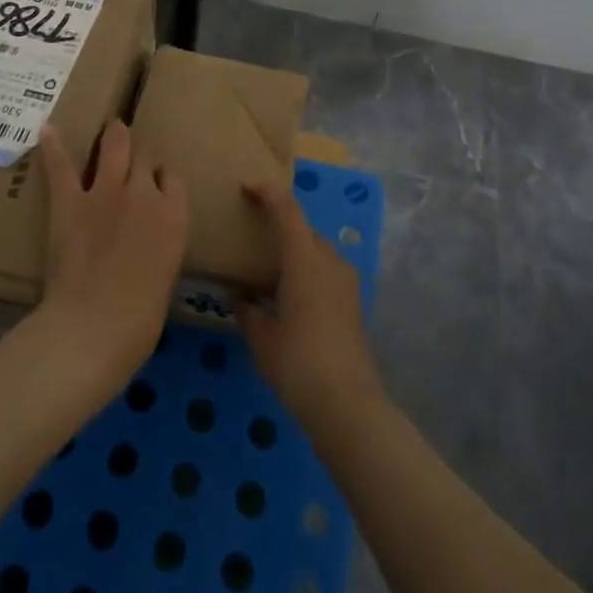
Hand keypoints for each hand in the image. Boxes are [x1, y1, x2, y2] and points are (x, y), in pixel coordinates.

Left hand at [37, 120, 186, 382]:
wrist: (97, 325)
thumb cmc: (141, 319)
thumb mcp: (165, 276)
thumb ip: (159, 247)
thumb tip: (148, 245)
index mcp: (174, 216)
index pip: (173, 178)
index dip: (162, 179)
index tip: (156, 185)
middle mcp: (144, 193)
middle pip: (144, 158)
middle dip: (139, 157)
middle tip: (131, 157)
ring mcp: (106, 192)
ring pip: (115, 147)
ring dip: (113, 137)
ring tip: (111, 128)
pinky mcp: (70, 201)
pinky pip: (62, 166)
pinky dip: (53, 147)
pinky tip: (47, 130)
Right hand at [237, 180, 385, 429]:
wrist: (348, 405)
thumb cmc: (297, 363)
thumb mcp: (261, 337)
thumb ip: (247, 310)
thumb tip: (239, 297)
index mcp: (305, 258)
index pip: (287, 210)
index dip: (268, 192)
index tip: (247, 187)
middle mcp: (329, 260)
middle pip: (303, 230)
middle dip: (279, 227)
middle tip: (253, 237)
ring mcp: (346, 282)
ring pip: (316, 252)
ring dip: (295, 253)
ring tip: (268, 272)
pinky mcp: (353, 303)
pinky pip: (325, 273)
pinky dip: (306, 273)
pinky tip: (289, 298)